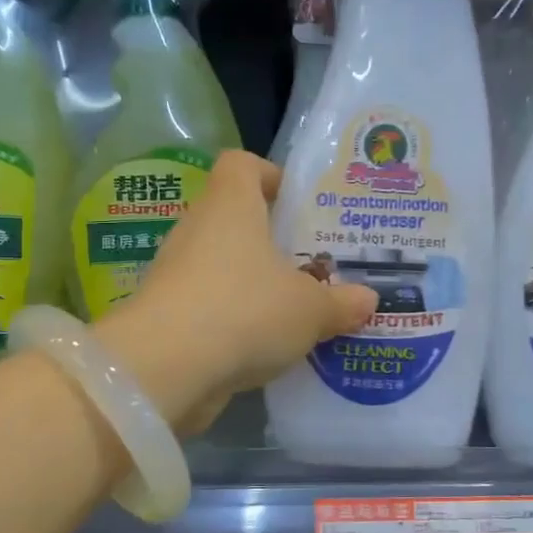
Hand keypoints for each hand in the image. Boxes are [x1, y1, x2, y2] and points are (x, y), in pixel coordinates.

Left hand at [102, 150, 376, 430]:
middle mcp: (198, 230)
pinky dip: (235, 319)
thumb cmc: (244, 311)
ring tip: (296, 309)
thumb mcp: (310, 309)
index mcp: (230, 206)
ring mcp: (177, 273)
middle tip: (313, 264)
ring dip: (255, 283)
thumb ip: (341, 302)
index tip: (297, 204)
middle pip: (235, 218)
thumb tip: (368, 298)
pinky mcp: (167, 315)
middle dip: (273, 240)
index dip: (270, 175)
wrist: (165, 369)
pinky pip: (210, 305)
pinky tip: (266, 345)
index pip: (241, 164)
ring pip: (223, 265)